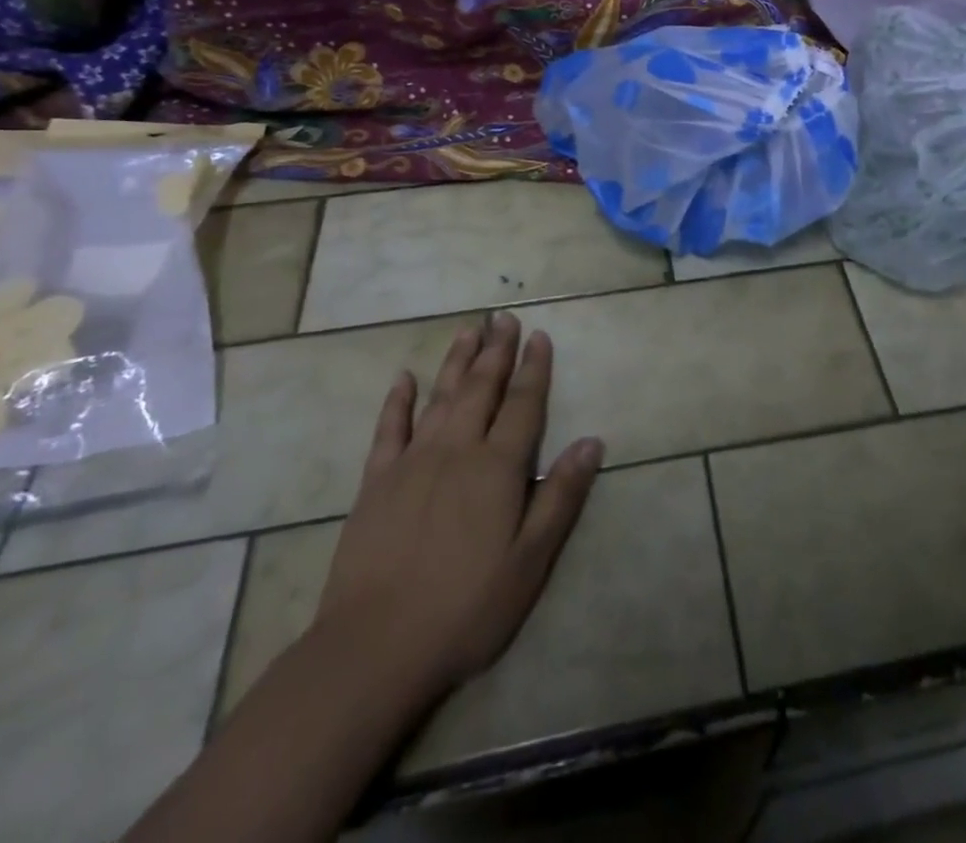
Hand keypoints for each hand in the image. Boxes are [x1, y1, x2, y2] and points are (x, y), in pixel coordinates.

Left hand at [313, 312, 602, 695]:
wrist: (373, 648)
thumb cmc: (466, 608)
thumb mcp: (531, 561)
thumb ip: (561, 496)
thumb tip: (592, 441)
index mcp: (497, 468)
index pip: (523, 404)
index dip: (534, 368)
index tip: (539, 335)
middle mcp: (456, 451)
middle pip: (481, 388)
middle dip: (496, 351)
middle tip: (504, 317)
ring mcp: (411, 463)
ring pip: (440, 398)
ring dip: (456, 362)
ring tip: (468, 330)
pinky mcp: (375, 483)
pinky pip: (388, 430)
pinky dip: (398, 401)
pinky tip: (404, 378)